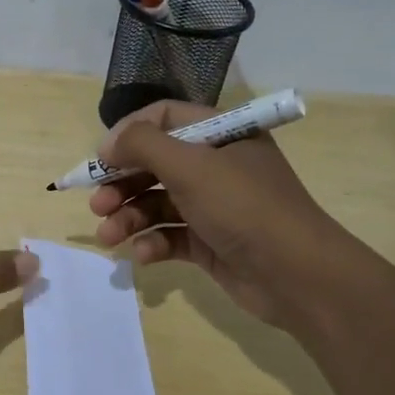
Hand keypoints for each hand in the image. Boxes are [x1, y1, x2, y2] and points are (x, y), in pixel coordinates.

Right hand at [88, 101, 364, 331]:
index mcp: (221, 134)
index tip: (100, 159)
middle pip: (154, 164)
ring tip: (109, 236)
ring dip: (128, 218)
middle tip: (97, 204)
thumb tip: (108, 145)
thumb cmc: (243, 207)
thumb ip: (142, 145)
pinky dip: (152, 243)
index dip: (128, 135)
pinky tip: (143, 255)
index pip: (164, 118)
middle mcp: (216, 165)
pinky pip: (169, 235)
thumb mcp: (191, 165)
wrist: (297, 276)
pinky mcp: (209, 241)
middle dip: (121, 184)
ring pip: (157, 203)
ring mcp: (213, 206)